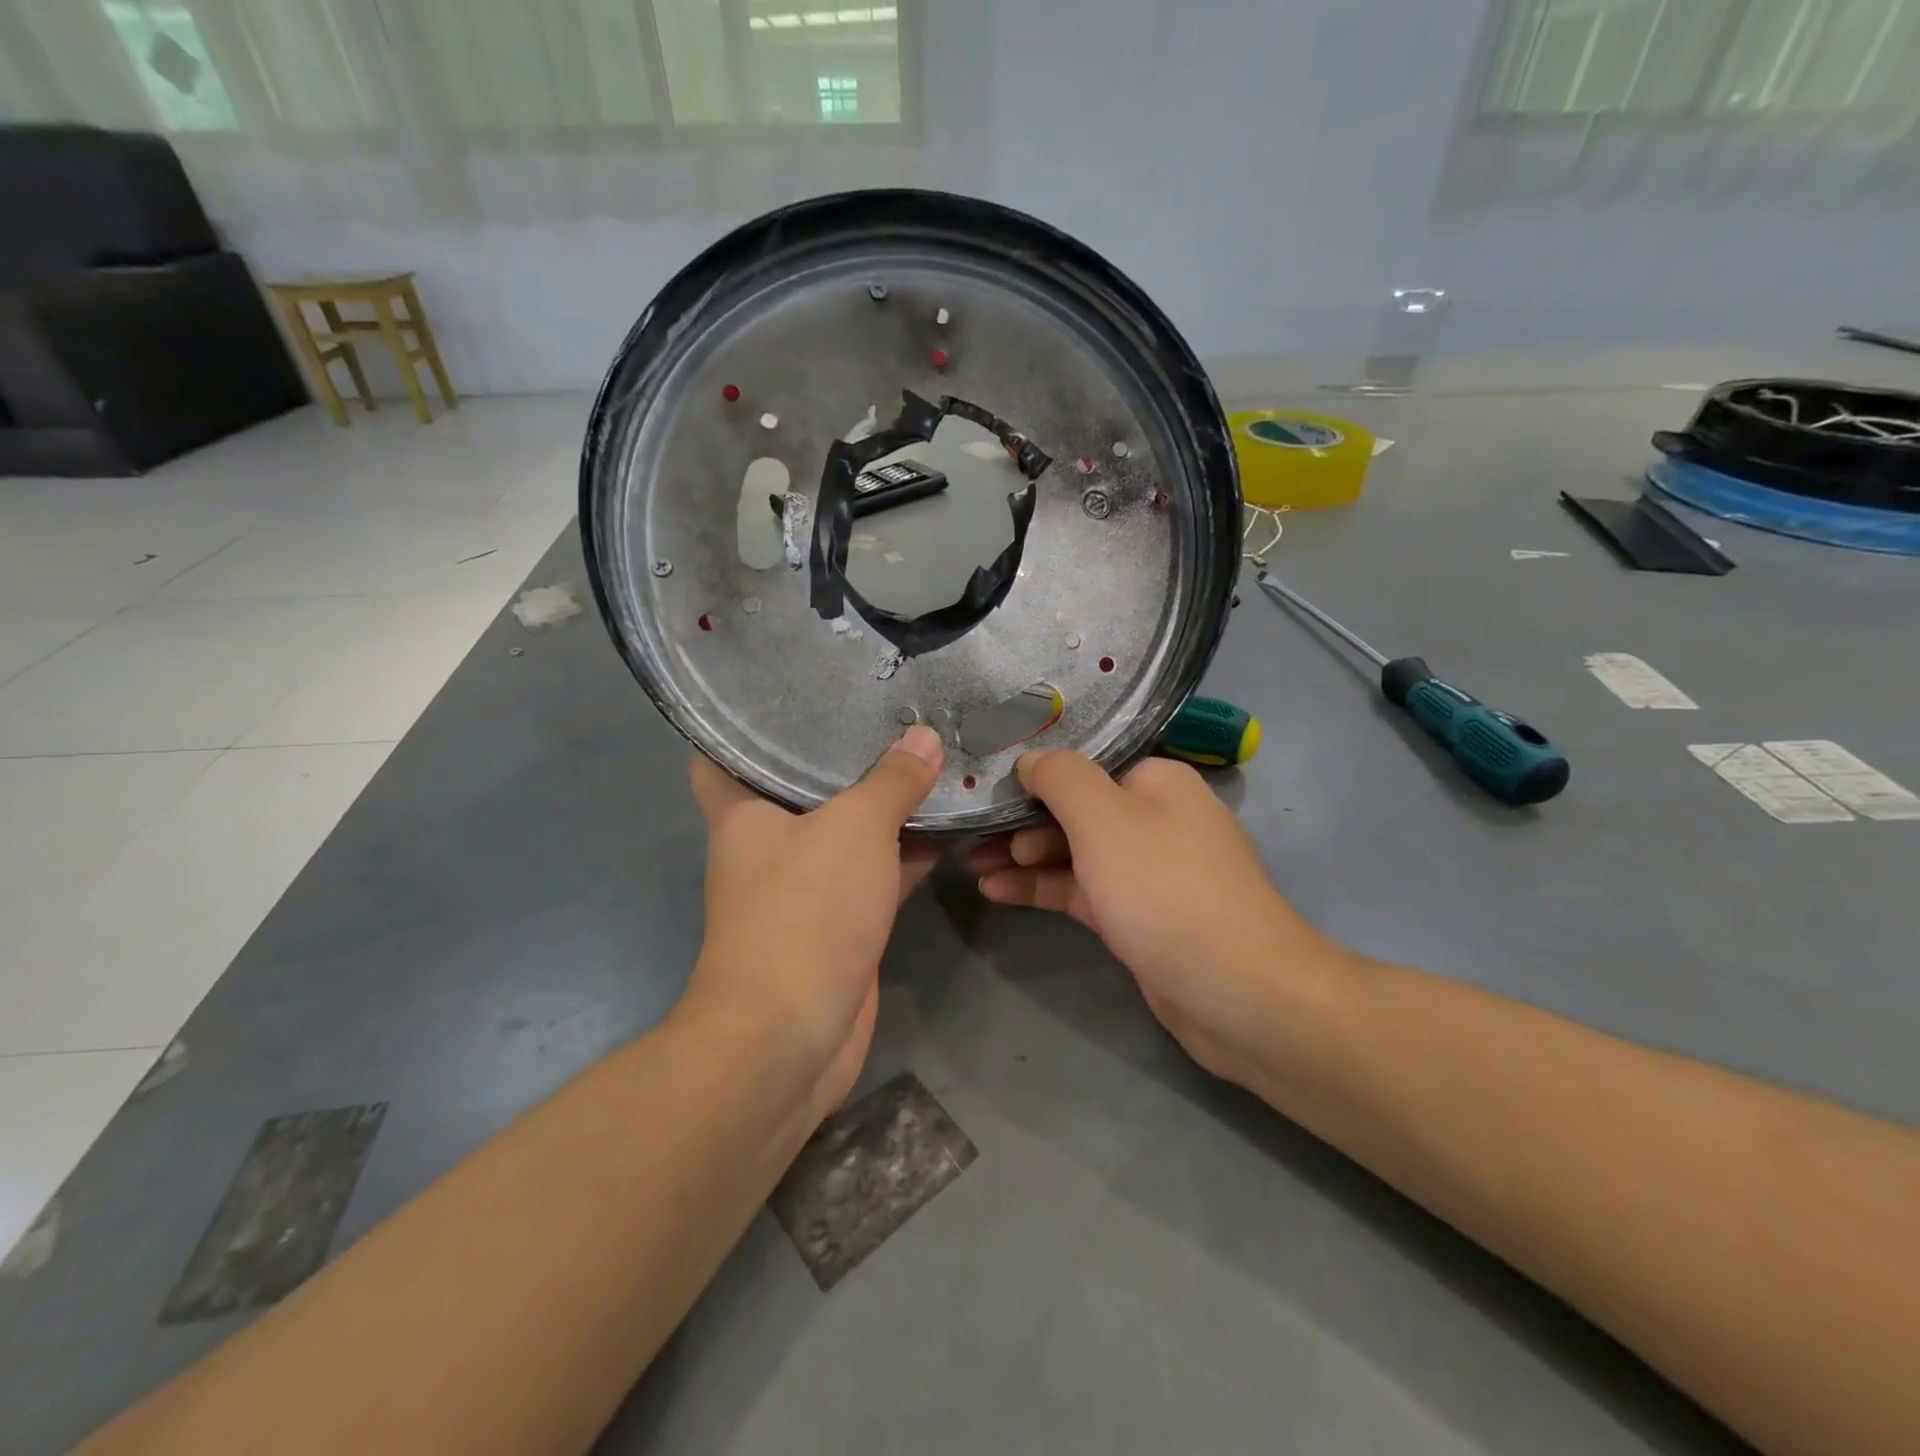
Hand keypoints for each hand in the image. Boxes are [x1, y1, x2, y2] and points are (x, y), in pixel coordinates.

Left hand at [684, 726, 944, 1123]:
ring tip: (933, 759)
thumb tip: (926, 736)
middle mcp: (767, 846)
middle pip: (800, 788)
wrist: (794, 1032)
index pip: (719, 754)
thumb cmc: (805, 909)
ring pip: (847, 833)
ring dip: (886, 807)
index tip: (789, 695)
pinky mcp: (840, 924)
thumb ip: (892, 780)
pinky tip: (949, 826)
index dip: (743, 726)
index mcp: (742, 813)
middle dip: (843, 758)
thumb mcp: (854, 827)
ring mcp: (804, 888)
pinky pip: (874, 873)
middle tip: (888, 714)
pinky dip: (906, 853)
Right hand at [967, 751, 1336, 1088]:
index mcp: (1157, 782)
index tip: (986, 788)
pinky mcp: (1139, 918)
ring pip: (1075, 853)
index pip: (1084, 765)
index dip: (1033, 775)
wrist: (1238, 992)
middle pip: (1076, 809)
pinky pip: (1082, 891)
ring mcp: (1148, 872)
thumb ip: (1060, 778)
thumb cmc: (1165, 889)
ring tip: (971, 864)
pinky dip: (1043, 888)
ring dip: (1024, 857)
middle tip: (971, 836)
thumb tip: (1030, 757)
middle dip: (1021, 821)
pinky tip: (996, 891)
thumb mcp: (1104, 818)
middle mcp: (1156, 819)